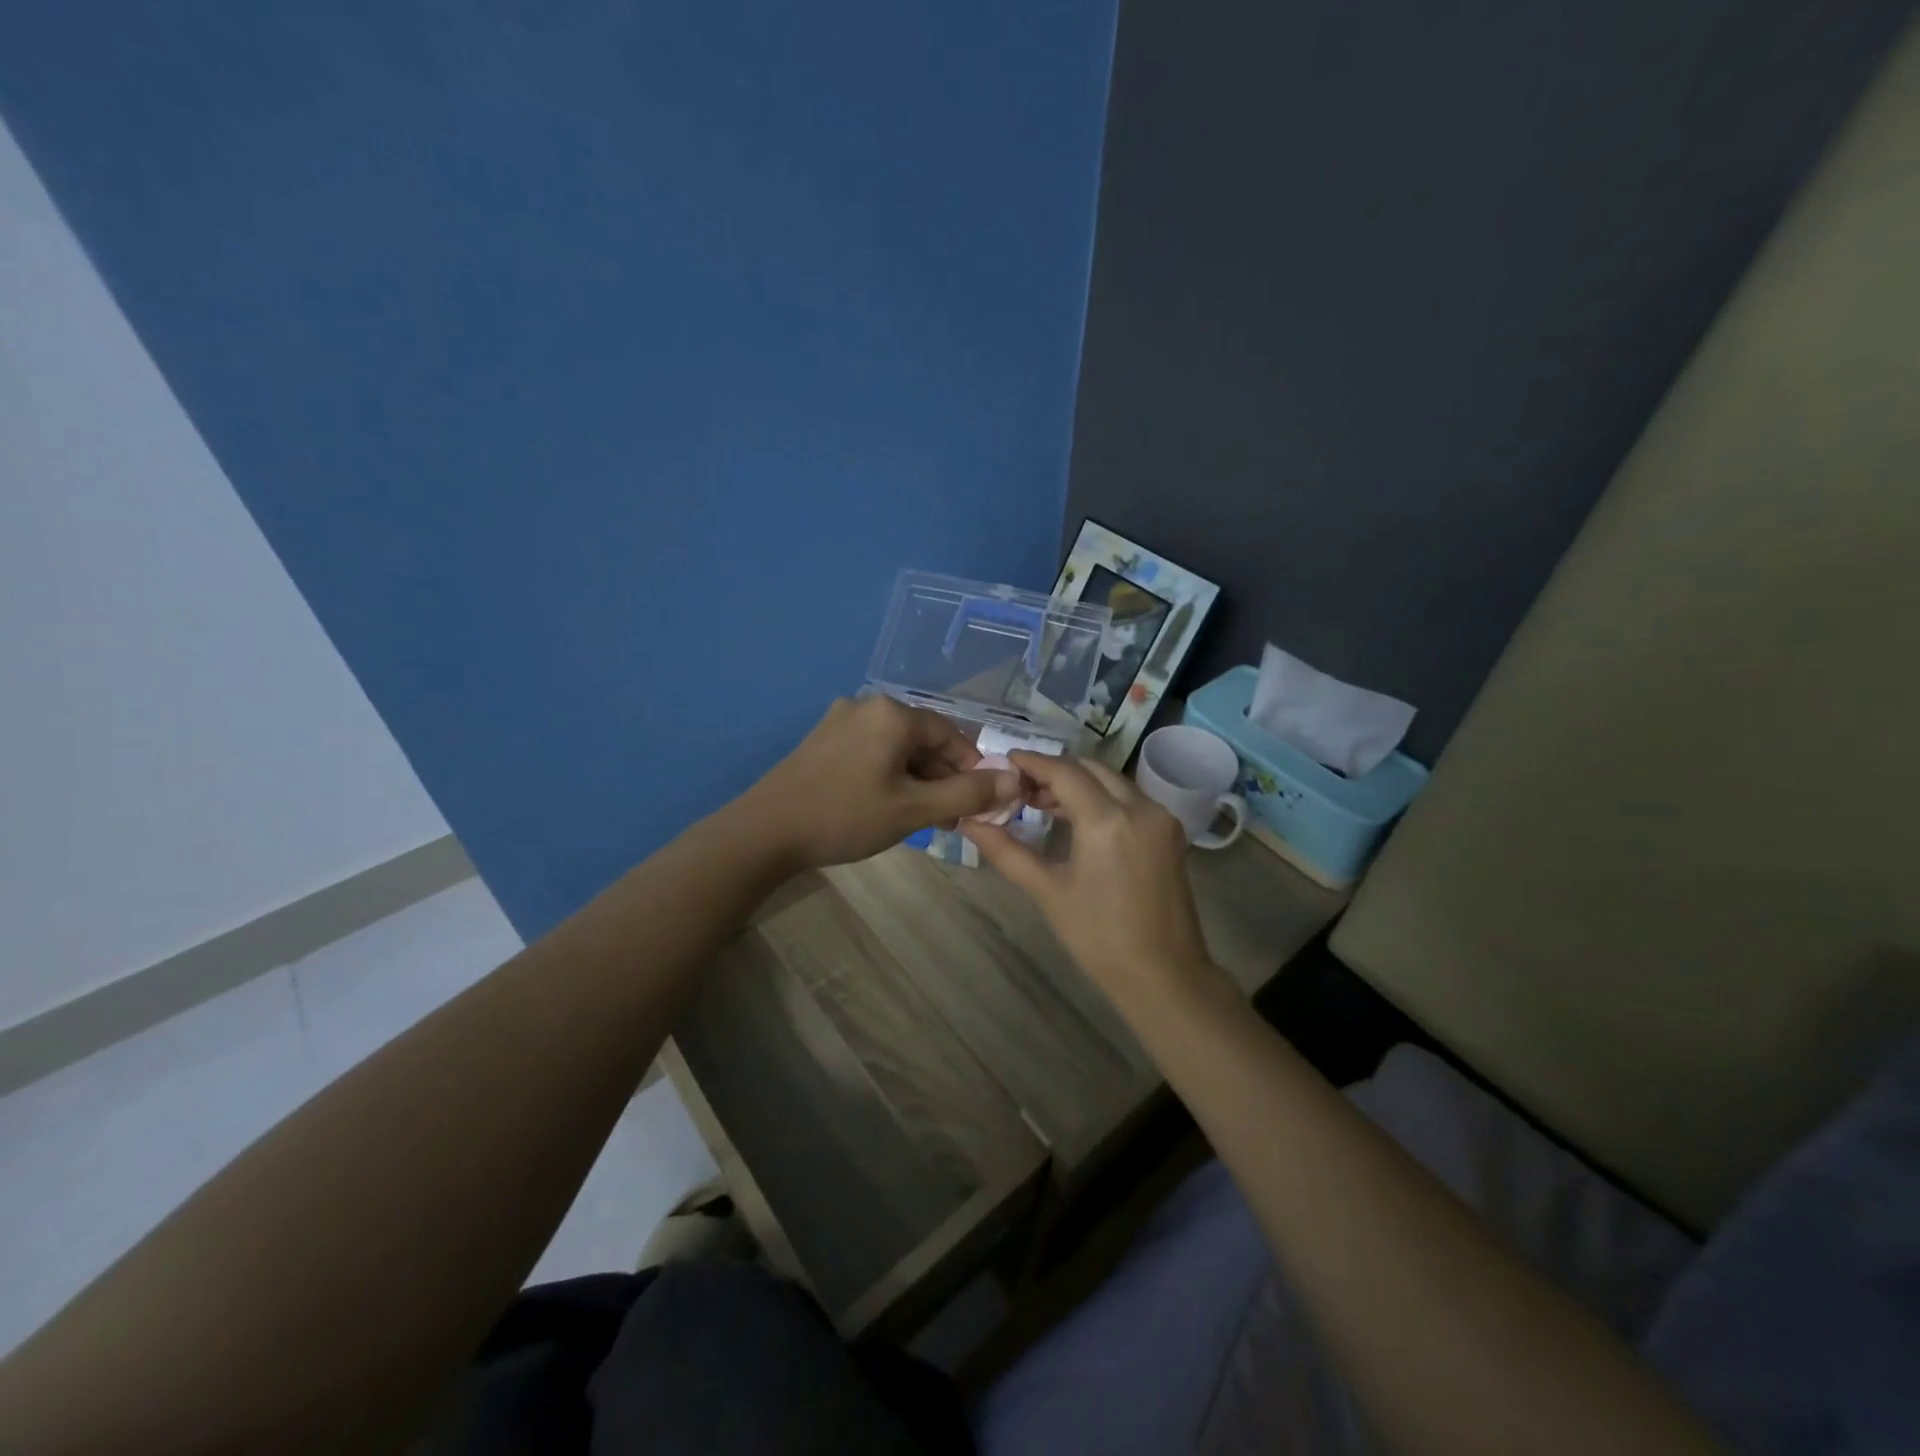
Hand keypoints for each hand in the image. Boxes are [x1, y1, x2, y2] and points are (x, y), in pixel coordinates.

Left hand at [742, 696, 1022, 869]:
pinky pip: (870, 752)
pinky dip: (888, 775)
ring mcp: (839, 721)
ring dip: (916, 779)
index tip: (977, 803)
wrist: (764, 831)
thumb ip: (968, 794)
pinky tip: (886, 805)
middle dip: (942, 777)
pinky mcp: (821, 740)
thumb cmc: (845, 816)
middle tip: (949, 818)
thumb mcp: (914, 809)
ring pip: (896, 748)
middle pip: (922, 739)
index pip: (950, 734)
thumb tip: (1016, 779)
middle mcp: (867, 706)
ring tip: (921, 818)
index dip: (970, 768)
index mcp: (893, 714)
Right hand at [961, 753, 1215, 1008]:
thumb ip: (1006, 851)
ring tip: (1042, 805)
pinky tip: (1077, 820)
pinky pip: (1129, 799)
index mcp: (1108, 820)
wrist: (1164, 975)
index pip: (1064, 772)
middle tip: (1020, 789)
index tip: (1004, 762)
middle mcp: (1140, 807)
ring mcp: (1160, 818)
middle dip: (1054, 771)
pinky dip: (1100, 798)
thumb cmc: (1099, 937)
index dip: (1032, 763)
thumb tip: (970, 823)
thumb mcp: (1047, 891)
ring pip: (1112, 781)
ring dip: (1078, 783)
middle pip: (1090, 769)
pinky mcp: (1169, 833)